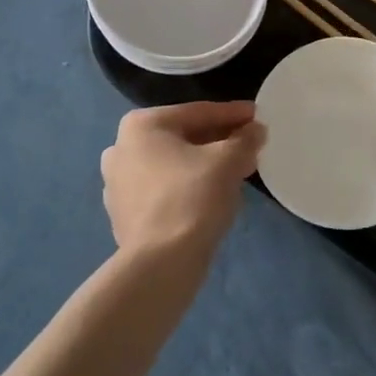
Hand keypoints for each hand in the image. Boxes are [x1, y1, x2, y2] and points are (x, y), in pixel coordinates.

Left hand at [100, 101, 265, 258]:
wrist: (161, 263)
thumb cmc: (193, 197)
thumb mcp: (229, 161)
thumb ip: (245, 139)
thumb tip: (255, 130)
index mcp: (141, 126)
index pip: (198, 113)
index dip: (233, 114)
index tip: (257, 116)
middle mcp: (121, 148)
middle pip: (183, 137)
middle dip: (219, 140)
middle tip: (250, 144)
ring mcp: (117, 184)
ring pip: (173, 164)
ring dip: (204, 164)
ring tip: (237, 170)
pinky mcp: (123, 214)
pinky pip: (164, 189)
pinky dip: (188, 187)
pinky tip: (213, 195)